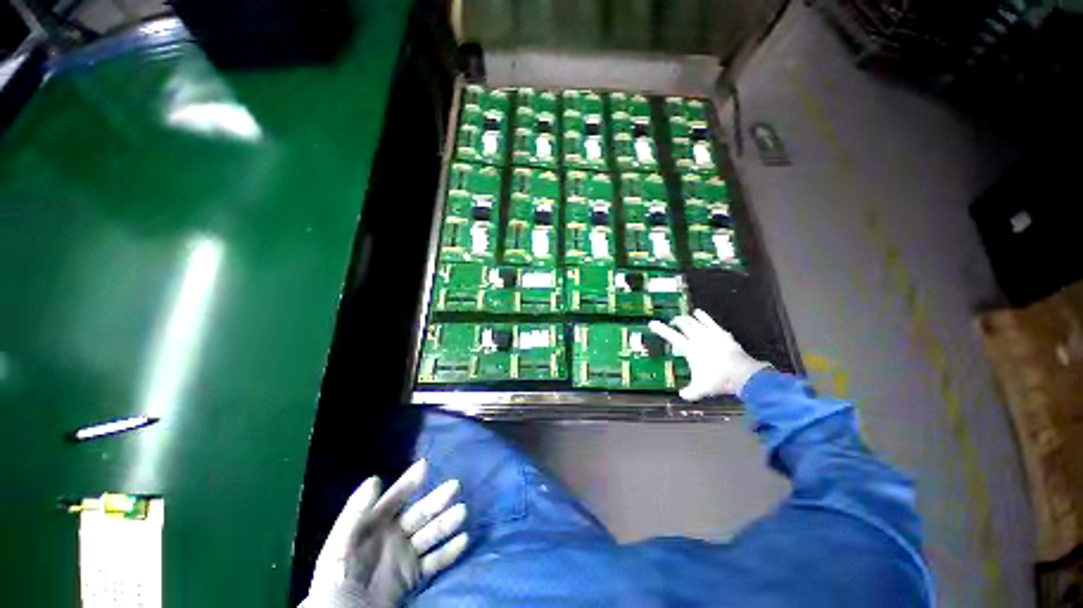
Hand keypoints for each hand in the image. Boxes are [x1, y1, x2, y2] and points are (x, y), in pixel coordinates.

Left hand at [307, 460, 468, 606]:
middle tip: (454, 486)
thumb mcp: (337, 552)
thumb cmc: (334, 588)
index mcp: (370, 529)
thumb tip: (375, 479)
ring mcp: (403, 558)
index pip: (392, 501)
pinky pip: (435, 562)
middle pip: (418, 515)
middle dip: (436, 500)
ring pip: (430, 535)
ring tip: (461, 511)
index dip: (408, 483)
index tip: (425, 465)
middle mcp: (390, 538)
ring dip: (446, 522)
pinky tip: (463, 541)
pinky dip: (449, 552)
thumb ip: (353, 516)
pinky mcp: (412, 579)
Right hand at [650, 309, 770, 400]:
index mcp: (689, 348)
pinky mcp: (723, 333)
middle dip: (677, 321)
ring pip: (696, 321)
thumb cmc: (717, 380)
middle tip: (674, 321)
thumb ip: (690, 392)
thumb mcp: (701, 389)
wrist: (742, 374)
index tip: (652, 323)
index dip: (661, 329)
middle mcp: (698, 338)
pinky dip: (704, 317)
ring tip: (685, 316)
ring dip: (689, 317)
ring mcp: (711, 334)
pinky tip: (701, 314)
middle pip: (684, 324)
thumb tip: (682, 395)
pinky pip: (710, 321)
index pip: (671, 336)